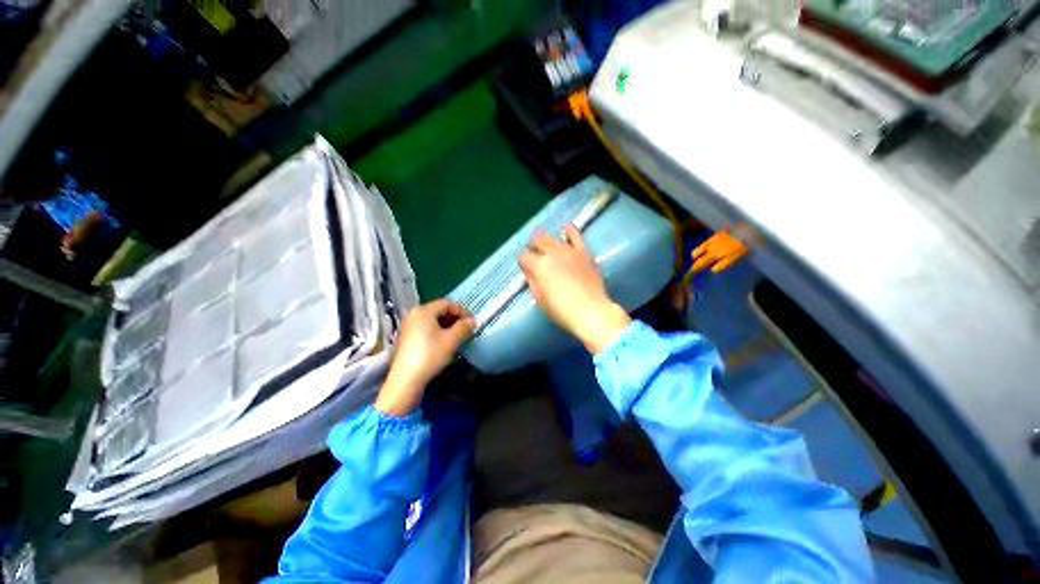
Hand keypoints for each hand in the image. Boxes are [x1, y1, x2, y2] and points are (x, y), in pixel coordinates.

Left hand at [375, 300, 474, 415]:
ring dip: (447, 326)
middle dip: (455, 318)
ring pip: (433, 320)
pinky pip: (426, 329)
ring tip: (458, 337)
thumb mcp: (452, 340)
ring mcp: (408, 326)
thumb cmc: (430, 355)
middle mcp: (414, 314)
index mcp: (424, 311)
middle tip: (466, 329)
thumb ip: (464, 327)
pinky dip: (438, 332)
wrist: (406, 380)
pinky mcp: (406, 338)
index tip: (472, 322)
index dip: (462, 311)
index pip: (447, 303)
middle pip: (439, 311)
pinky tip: (444, 343)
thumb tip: (473, 320)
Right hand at [519, 225, 630, 353]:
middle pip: (538, 242)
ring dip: (546, 240)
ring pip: (553, 237)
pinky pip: (576, 235)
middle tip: (535, 257)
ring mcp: (569, 251)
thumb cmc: (562, 310)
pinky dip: (570, 230)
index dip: (523, 261)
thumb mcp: (540, 299)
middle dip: (534, 248)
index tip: (526, 268)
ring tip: (545, 245)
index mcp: (540, 266)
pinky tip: (566, 227)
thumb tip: (530, 272)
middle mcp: (553, 253)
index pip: (524, 256)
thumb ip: (533, 282)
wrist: (592, 311)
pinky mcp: (584, 252)